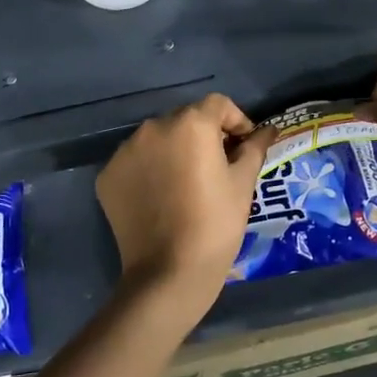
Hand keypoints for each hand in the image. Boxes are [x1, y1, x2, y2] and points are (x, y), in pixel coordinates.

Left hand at [96, 94, 277, 315]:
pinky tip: (162, 197)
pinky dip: (149, 170)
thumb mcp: (243, 184)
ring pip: (157, 139)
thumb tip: (269, 129)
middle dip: (204, 135)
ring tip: (187, 183)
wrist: (169, 272)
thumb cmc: (216, 224)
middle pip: (185, 119)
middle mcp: (154, 127)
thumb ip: (254, 148)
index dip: (236, 121)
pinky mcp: (108, 175)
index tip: (244, 146)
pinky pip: (135, 162)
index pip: (218, 104)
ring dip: (174, 151)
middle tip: (218, 166)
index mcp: (191, 124)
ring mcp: (125, 151)